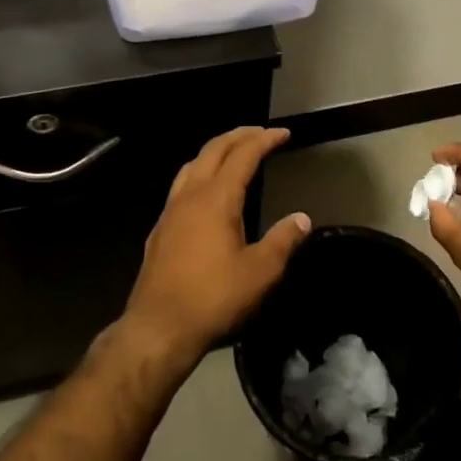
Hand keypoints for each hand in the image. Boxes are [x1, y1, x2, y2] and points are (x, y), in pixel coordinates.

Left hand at [123, 127, 310, 360]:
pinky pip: (180, 187)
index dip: (264, 140)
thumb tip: (302, 218)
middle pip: (213, 150)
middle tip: (260, 133)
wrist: (159, 327)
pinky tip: (204, 194)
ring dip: (214, 152)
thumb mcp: (260, 272)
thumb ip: (283, 240)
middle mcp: (190, 195)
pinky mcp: (160, 230)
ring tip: (232, 154)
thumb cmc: (214, 297)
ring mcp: (170, 211)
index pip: (243, 155)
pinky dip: (198, 175)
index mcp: (217, 198)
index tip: (283, 133)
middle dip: (238, 136)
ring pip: (191, 165)